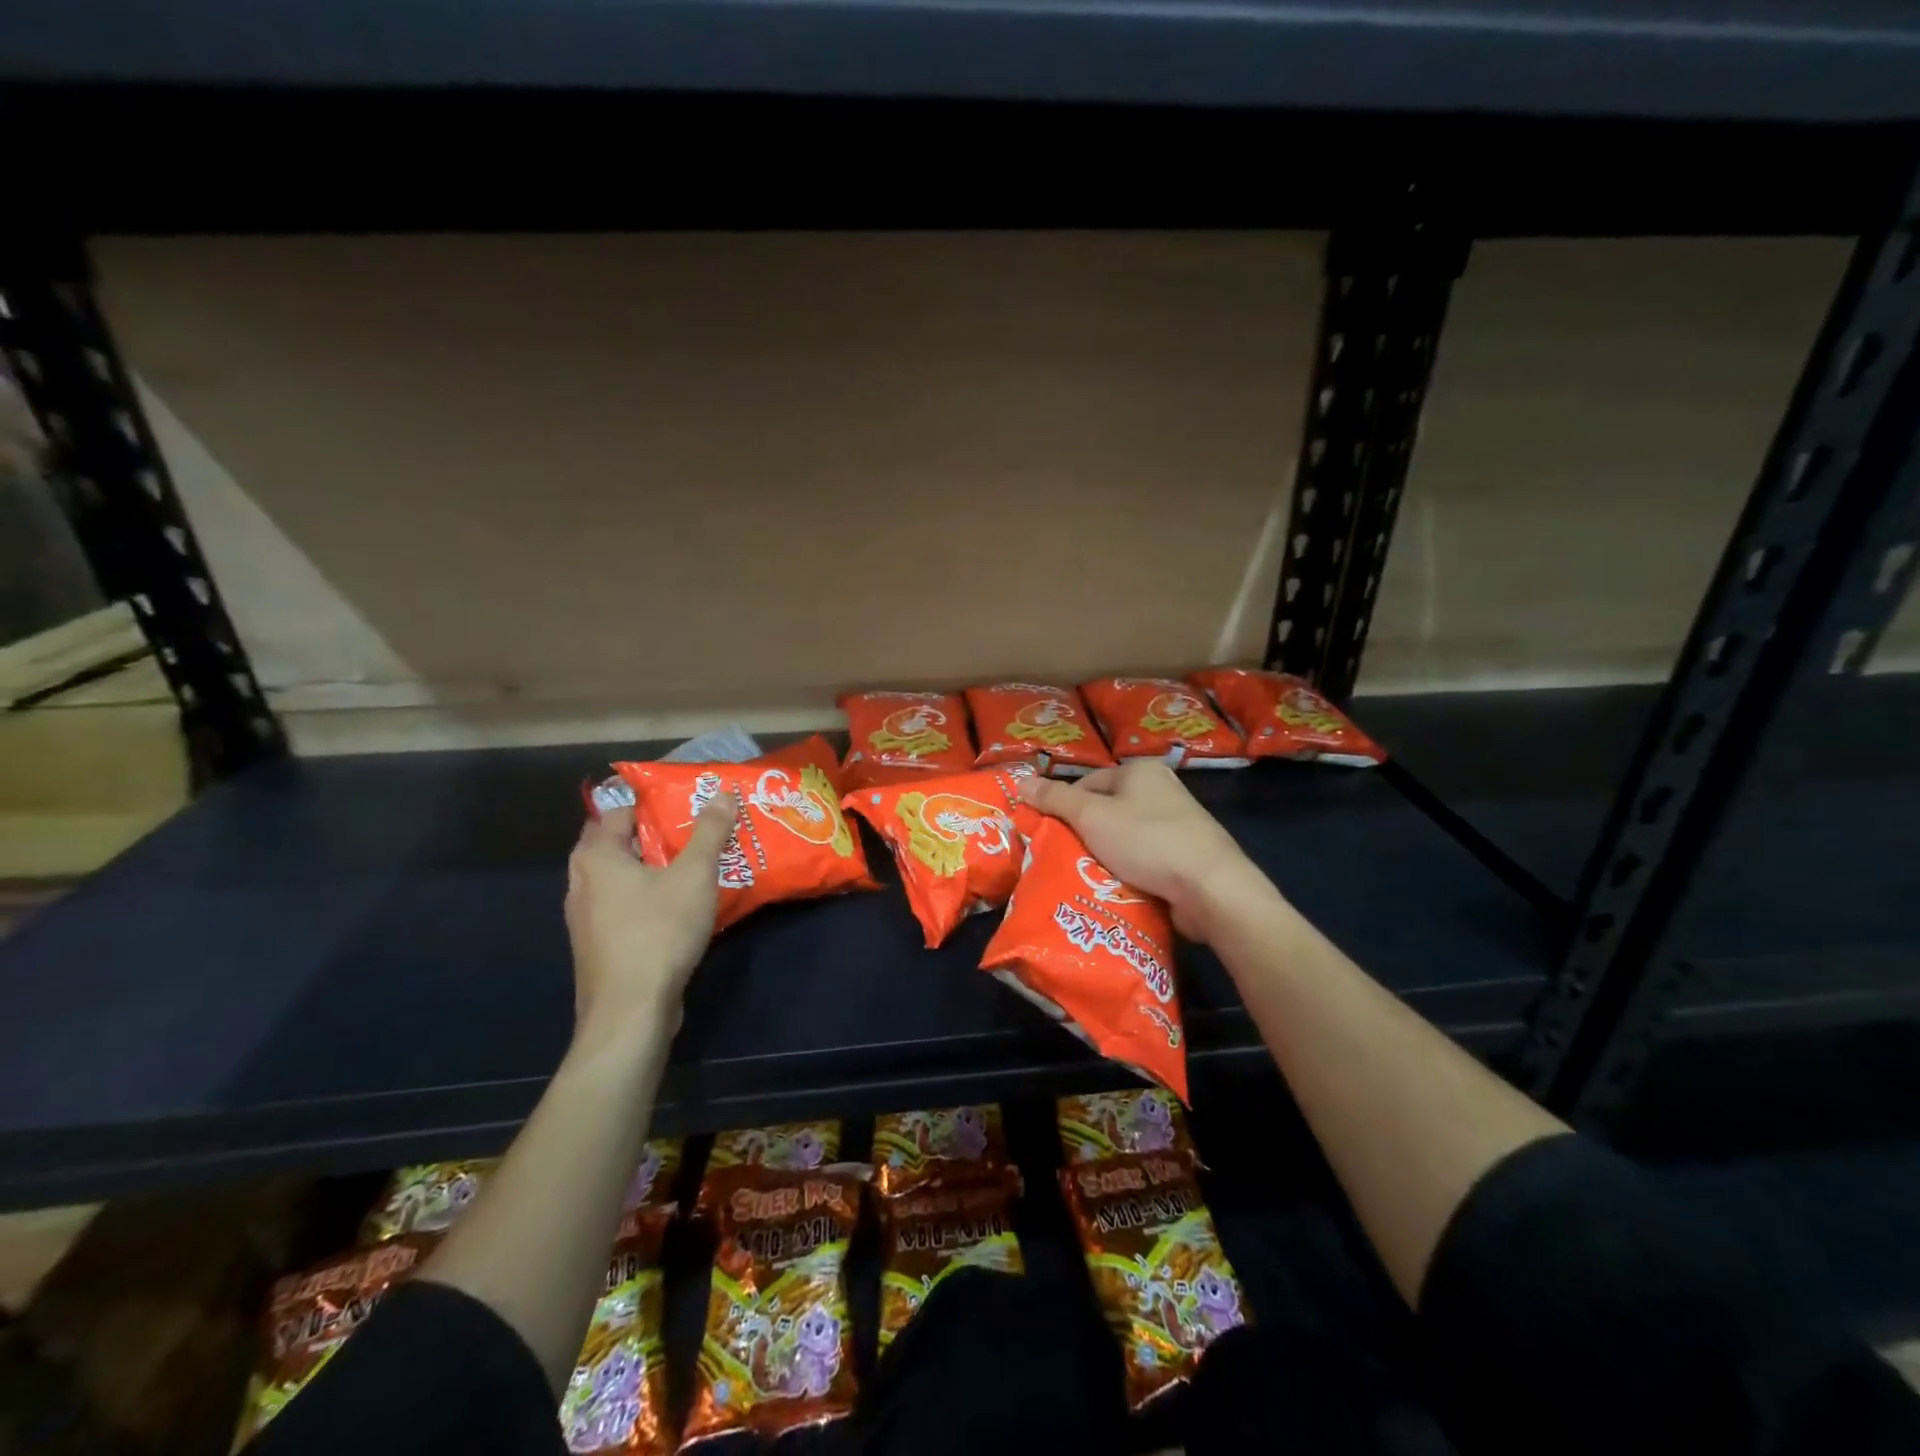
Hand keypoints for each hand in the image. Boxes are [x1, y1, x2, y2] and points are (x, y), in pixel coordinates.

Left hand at [564, 796, 737, 1042]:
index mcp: (596, 856)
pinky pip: (623, 906)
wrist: (631, 1011)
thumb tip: (723, 793)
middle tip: (694, 829)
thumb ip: (709, 832)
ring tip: (693, 864)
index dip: (652, 801)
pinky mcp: (598, 946)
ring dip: (652, 868)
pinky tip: (679, 906)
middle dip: (654, 834)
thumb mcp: (694, 875)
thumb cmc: (659, 931)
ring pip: (620, 878)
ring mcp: (585, 918)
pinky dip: (647, 897)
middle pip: (618, 844)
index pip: (618, 810)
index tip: (686, 799)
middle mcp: (581, 882)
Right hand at [1019, 762, 1271, 941]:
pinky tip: (1120, 888)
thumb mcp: (1091, 816)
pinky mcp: (1188, 853)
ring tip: (1089, 879)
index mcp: (1140, 770)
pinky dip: (1131, 870)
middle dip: (1085, 836)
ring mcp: (1179, 822)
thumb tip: (1021, 781)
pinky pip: (1146, 857)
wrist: (1210, 886)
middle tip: (1066, 860)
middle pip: (1106, 811)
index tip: (1052, 837)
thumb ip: (1054, 799)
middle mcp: (1161, 788)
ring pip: (1125, 837)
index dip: (1065, 809)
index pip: (1086, 784)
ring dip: (1107, 856)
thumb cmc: (1146, 841)